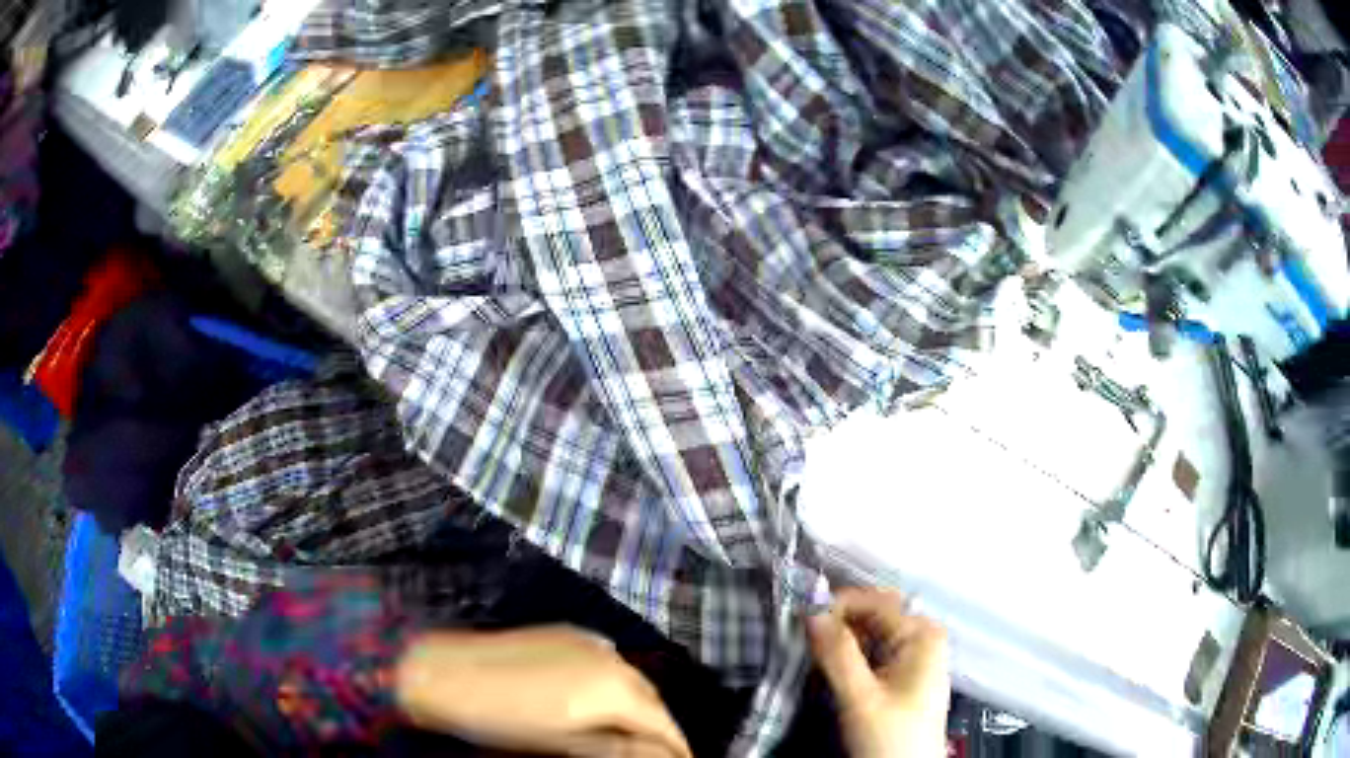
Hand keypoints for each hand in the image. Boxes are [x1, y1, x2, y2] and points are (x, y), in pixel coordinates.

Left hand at [395, 626, 691, 757]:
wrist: (444, 671)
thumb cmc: (504, 719)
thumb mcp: (566, 744)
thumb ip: (620, 749)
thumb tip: (662, 754)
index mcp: (613, 688)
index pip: (663, 722)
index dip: (677, 746)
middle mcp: (610, 656)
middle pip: (650, 698)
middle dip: (660, 725)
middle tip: (663, 751)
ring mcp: (585, 640)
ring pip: (629, 678)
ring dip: (638, 704)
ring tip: (634, 732)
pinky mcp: (564, 633)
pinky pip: (605, 662)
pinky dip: (613, 684)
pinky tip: (600, 700)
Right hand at [808, 588, 950, 757]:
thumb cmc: (891, 737)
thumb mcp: (860, 698)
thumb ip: (837, 654)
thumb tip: (811, 611)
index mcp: (922, 633)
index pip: (873, 601)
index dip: (835, 606)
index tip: (799, 620)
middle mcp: (922, 636)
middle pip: (872, 615)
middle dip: (836, 624)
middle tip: (801, 640)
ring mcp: (914, 656)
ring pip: (869, 635)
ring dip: (839, 643)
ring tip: (811, 657)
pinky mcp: (903, 675)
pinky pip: (872, 653)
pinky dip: (849, 658)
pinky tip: (830, 671)